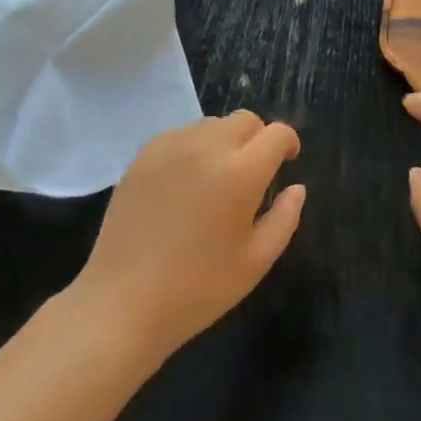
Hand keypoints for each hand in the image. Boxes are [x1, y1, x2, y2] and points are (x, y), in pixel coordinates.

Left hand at [75, 111, 305, 360]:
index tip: (287, 163)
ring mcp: (171, 146)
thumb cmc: (199, 287)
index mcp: (241, 172)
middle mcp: (207, 147)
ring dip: (225, 141)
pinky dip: (193, 147)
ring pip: (211, 124)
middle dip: (258, 138)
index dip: (288, 143)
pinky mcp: (143, 154)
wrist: (124, 300)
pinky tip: (185, 182)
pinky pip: (180, 135)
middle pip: (245, 120)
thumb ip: (285, 218)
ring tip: (216, 178)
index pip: (277, 133)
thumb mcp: (256, 261)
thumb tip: (296, 187)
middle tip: (253, 173)